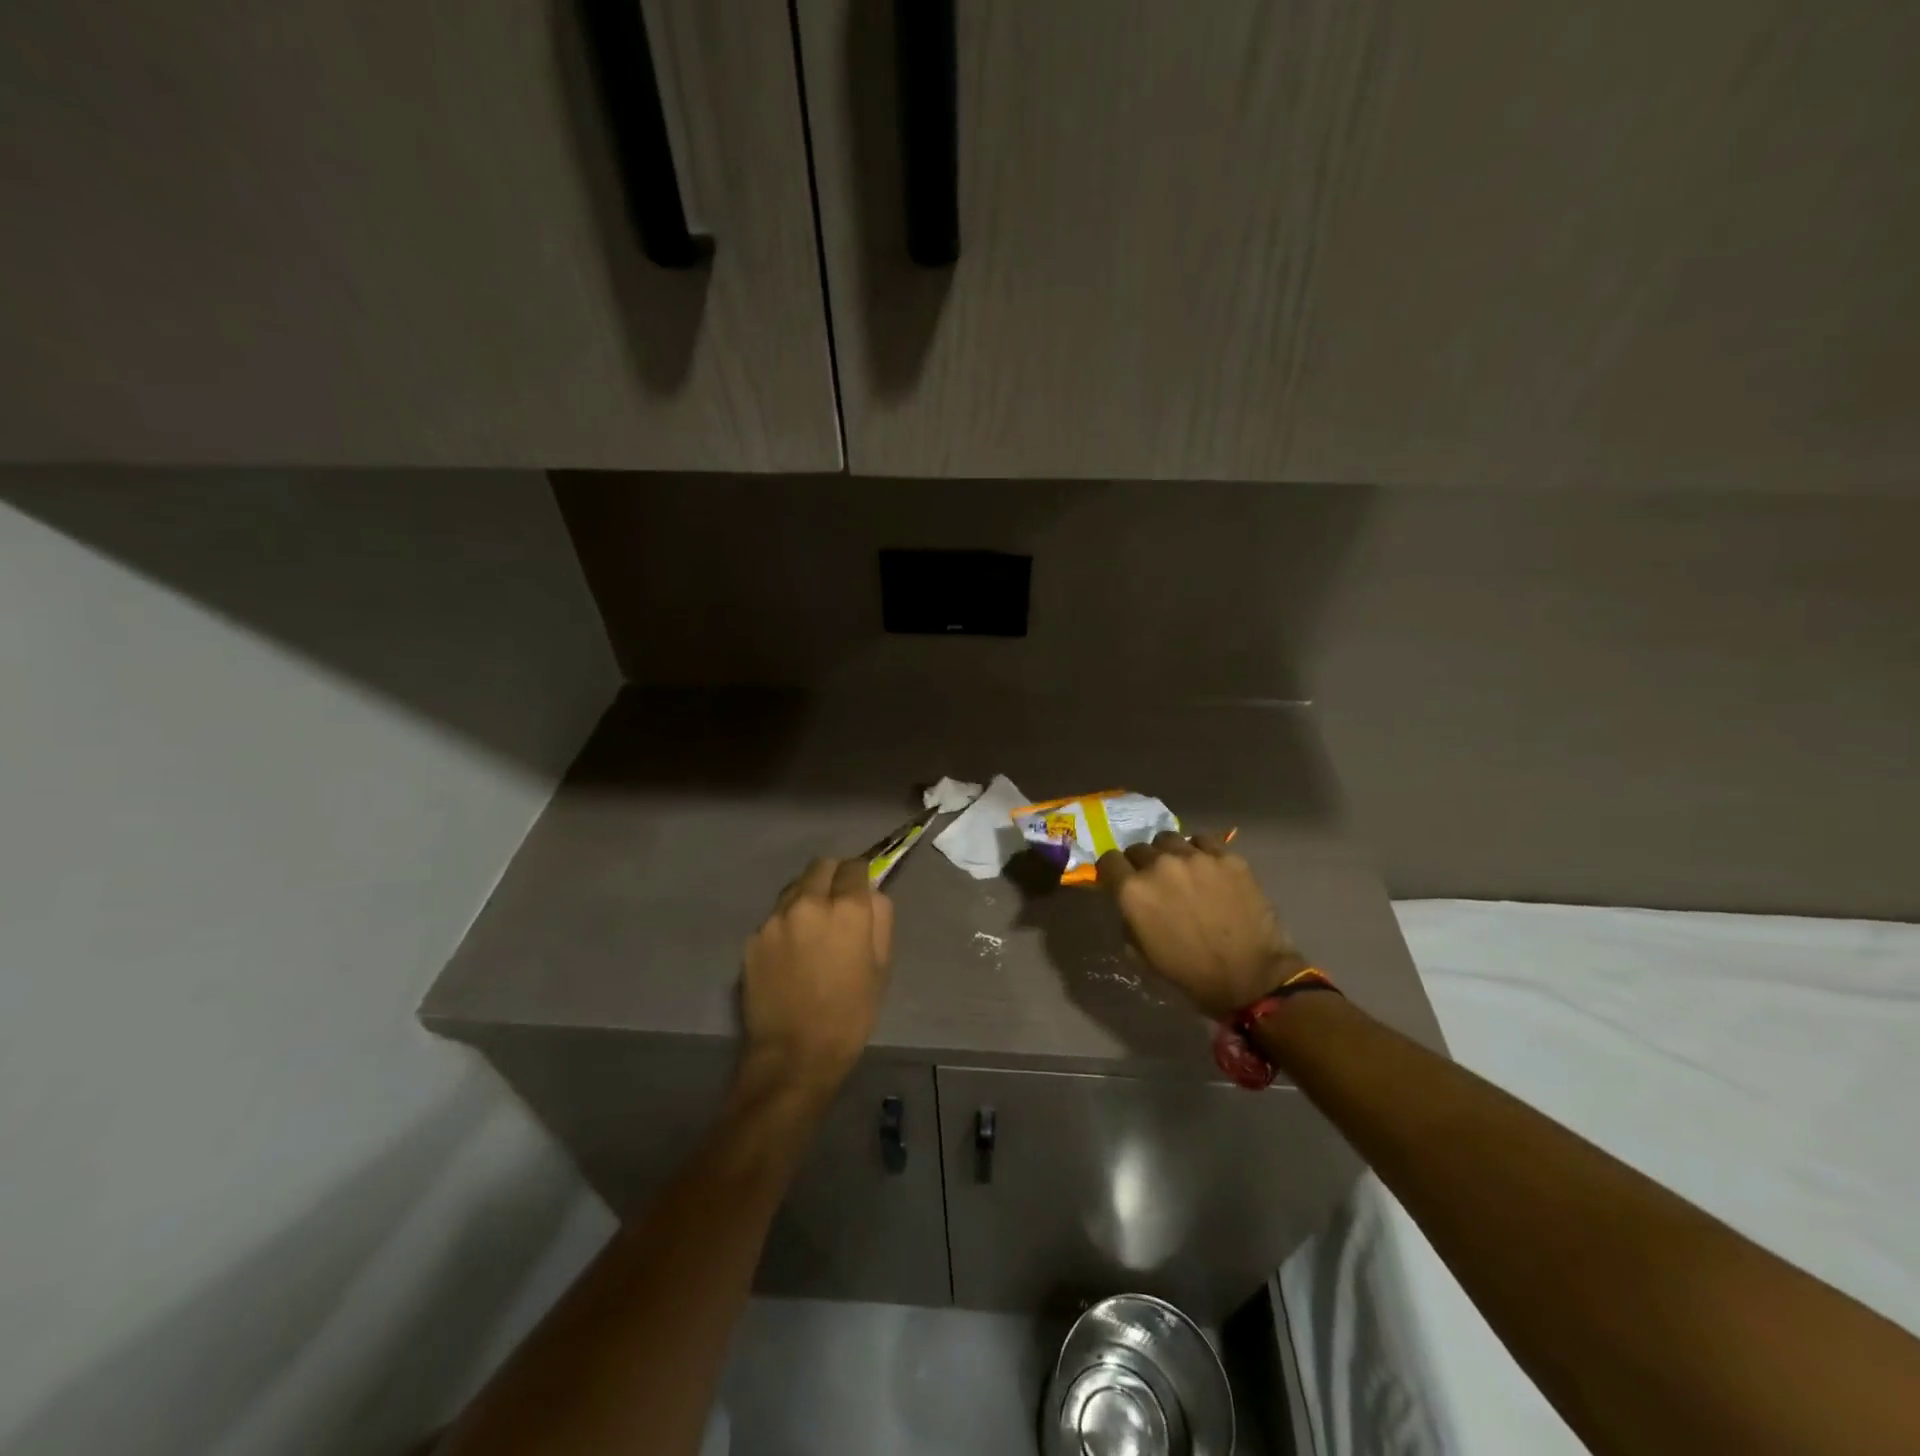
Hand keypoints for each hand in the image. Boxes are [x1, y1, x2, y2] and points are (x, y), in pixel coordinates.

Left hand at [738, 858, 893, 1103]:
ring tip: (811, 929)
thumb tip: (871, 894)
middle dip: (832, 877)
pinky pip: (774, 918)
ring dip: (807, 897)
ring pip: (794, 888)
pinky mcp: (752, 938)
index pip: (855, 867)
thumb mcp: (882, 968)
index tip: (861, 888)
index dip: (860, 875)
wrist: (793, 1055)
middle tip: (837, 903)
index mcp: (847, 910)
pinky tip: (790, 954)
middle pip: (821, 866)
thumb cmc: (850, 1015)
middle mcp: (809, 903)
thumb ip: (880, 920)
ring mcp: (775, 919)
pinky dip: (785, 925)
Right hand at [1097, 832, 1305, 1019]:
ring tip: (1184, 872)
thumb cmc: (1190, 976)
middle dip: (1142, 864)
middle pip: (1139, 848)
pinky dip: (1201, 851)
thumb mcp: (1140, 957)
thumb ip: (1128, 920)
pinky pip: (1204, 841)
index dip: (1112, 872)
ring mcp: (1195, 857)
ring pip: (1170, 839)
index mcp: (1133, 891)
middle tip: (1157, 883)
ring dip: (1170, 854)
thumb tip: (1130, 904)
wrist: (1251, 979)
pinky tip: (1209, 869)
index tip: (1120, 881)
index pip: (1108, 861)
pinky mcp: (1227, 857)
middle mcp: (1159, 865)